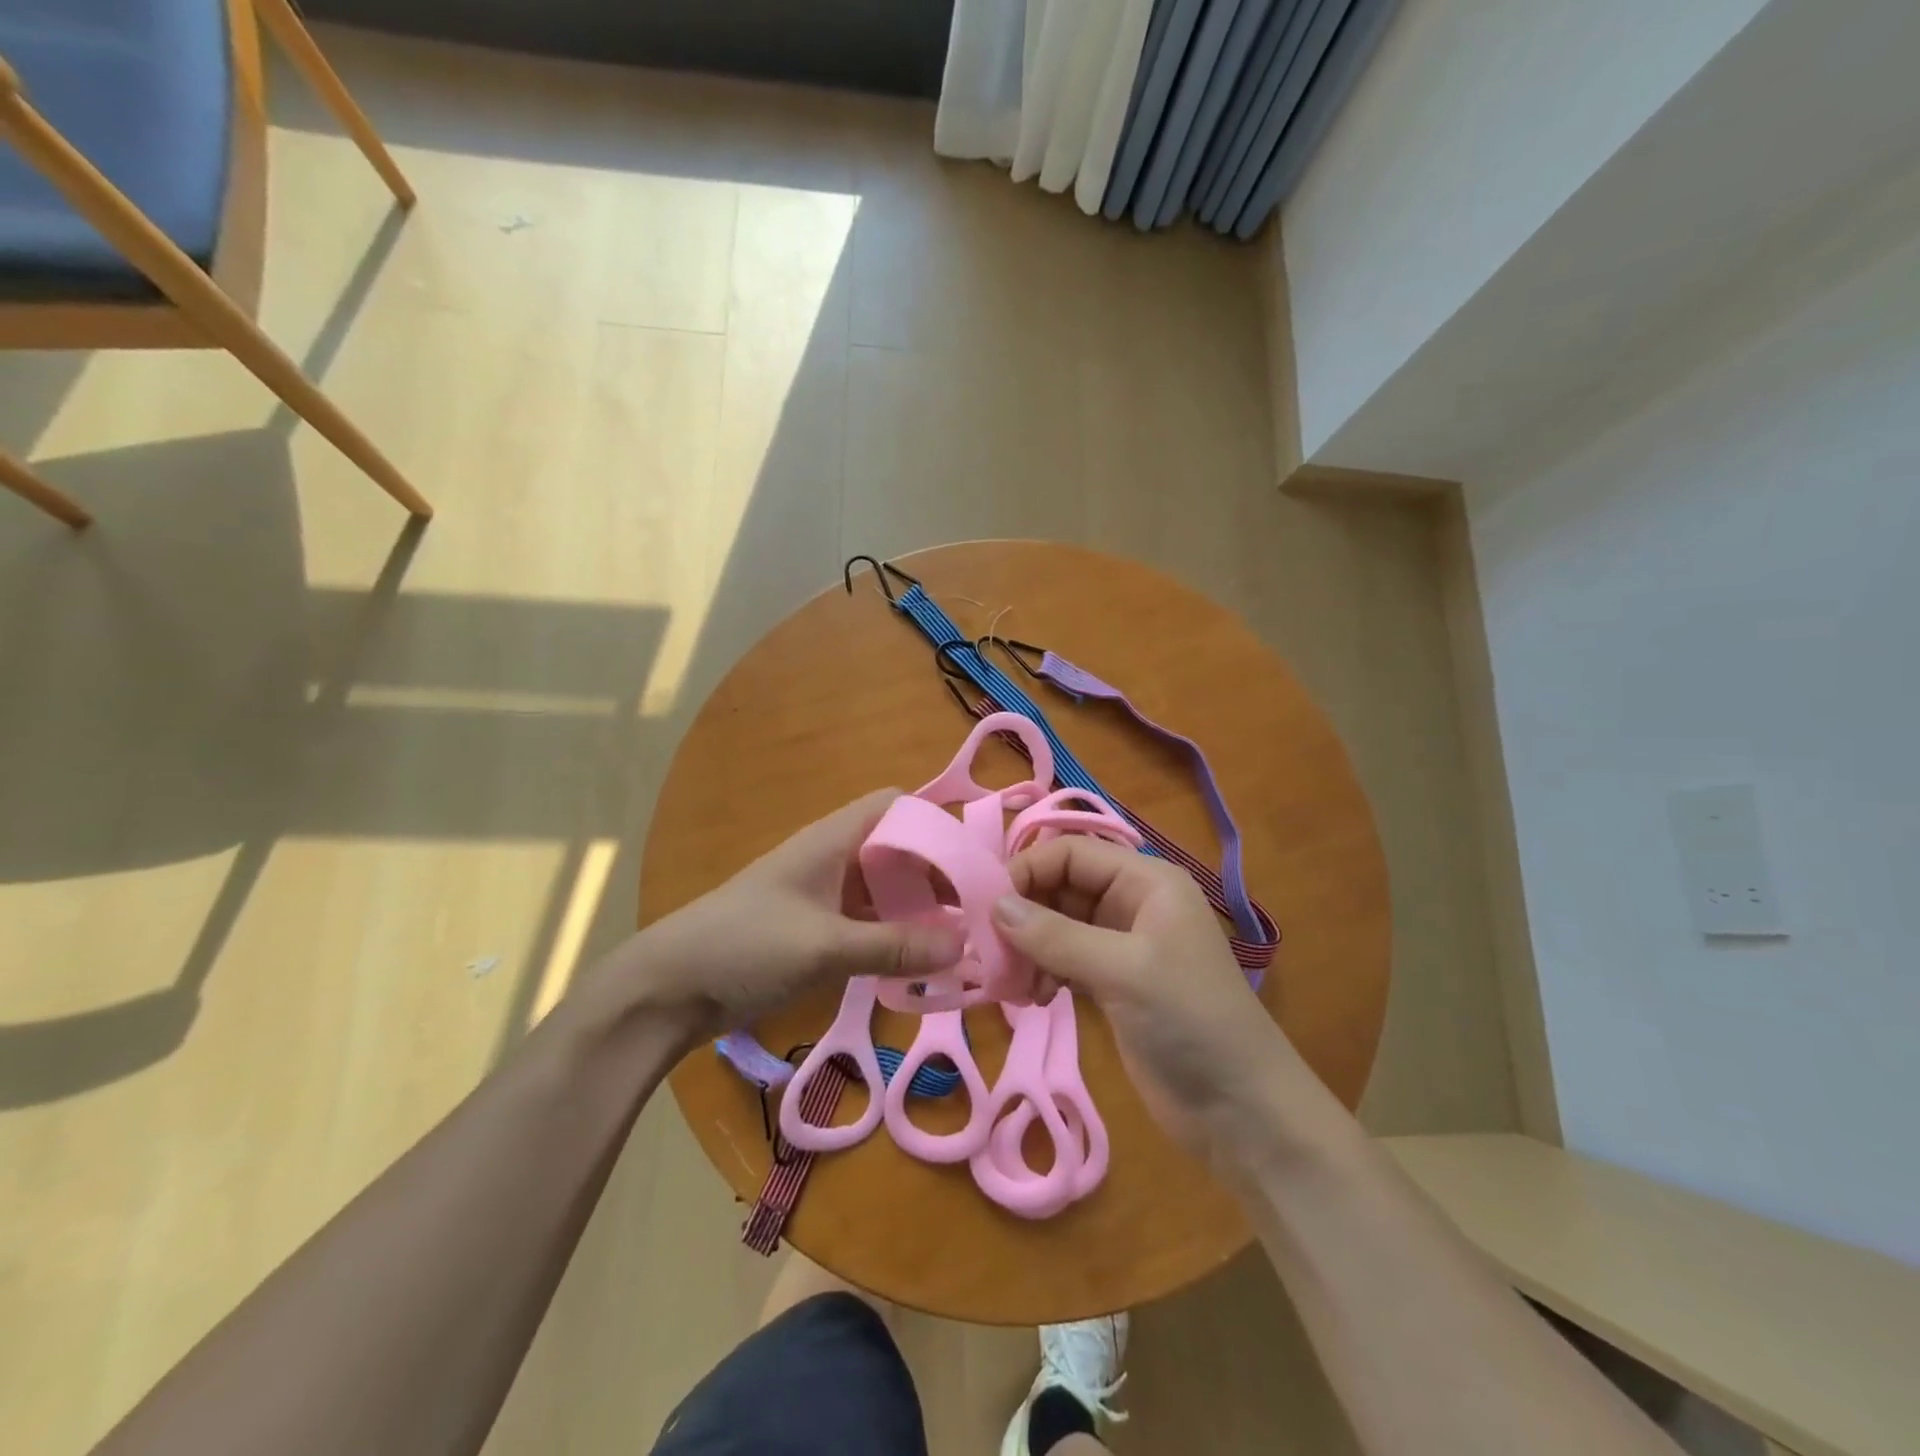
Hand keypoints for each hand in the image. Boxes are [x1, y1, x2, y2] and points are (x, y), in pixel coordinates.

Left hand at [597, 789, 964, 1044]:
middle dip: (936, 875)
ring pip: (884, 889)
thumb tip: (965, 944)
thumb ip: (895, 945)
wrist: (667, 990)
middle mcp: (832, 858)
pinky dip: (893, 935)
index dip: (934, 823)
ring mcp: (822, 895)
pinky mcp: (814, 929)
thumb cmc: (744, 947)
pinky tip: (917, 963)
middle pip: (897, 850)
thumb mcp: (824, 947)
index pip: (895, 806)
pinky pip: (867, 921)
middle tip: (977, 912)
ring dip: (916, 910)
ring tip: (959, 941)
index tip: (974, 861)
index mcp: (833, 840)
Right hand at [994, 837, 1303, 1158]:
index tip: (986, 906)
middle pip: (1062, 886)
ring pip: (1058, 924)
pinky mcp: (1113, 983)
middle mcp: (1133, 902)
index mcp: (1146, 881)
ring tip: (1013, 983)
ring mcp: (1122, 944)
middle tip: (991, 951)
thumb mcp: (1122, 970)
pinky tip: (1032, 996)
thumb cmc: (1190, 1020)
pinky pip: (1064, 959)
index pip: (1072, 852)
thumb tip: (994, 906)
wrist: (1242, 1110)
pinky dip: (1043, 970)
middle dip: (1024, 913)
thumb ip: (1056, 936)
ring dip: (1029, 947)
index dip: (1028, 869)